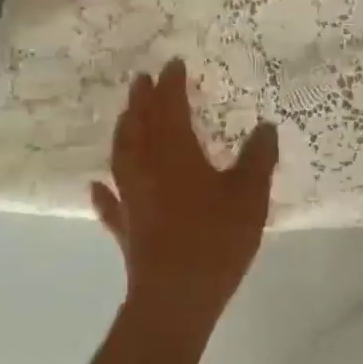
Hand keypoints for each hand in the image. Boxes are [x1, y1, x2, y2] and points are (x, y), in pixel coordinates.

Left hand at [91, 60, 279, 335]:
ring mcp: (132, 200)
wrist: (176, 298)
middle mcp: (147, 170)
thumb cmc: (216, 239)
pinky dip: (104, 191)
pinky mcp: (127, 229)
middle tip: (143, 80)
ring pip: (122, 157)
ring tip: (126, 117)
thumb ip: (258, 159)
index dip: (171, 86)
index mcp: (176, 155)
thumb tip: (265, 127)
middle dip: (141, 101)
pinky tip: (97, 185)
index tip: (174, 64)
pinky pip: (111, 203)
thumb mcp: (250, 195)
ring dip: (124, 132)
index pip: (170, 109)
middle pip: (139, 127)